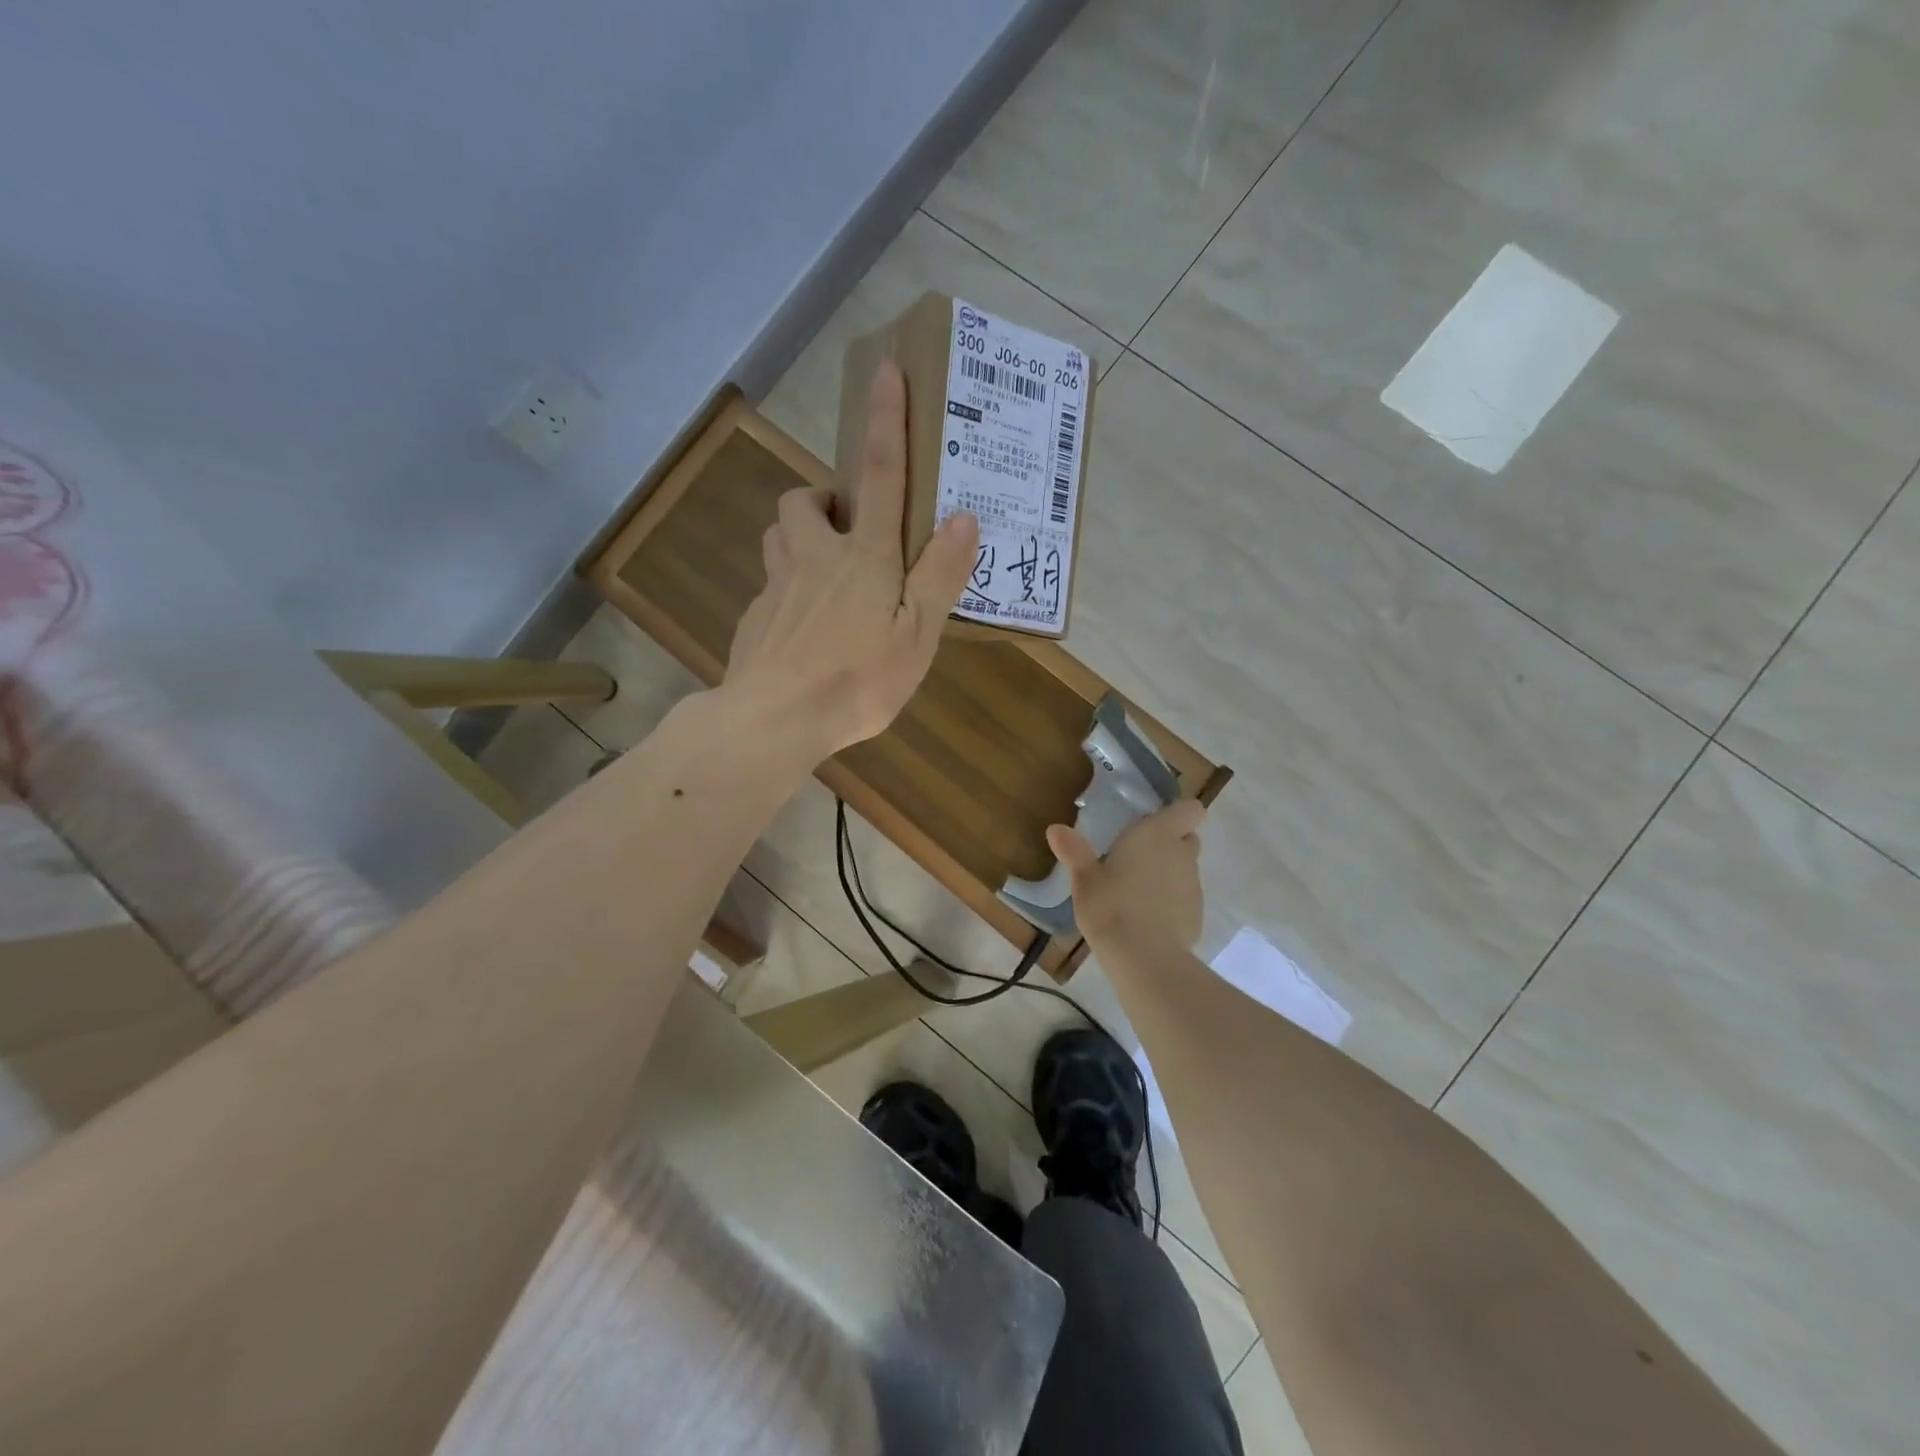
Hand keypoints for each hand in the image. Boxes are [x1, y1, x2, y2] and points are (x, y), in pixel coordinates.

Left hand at [725, 360, 978, 758]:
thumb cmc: (857, 680)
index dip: (885, 421)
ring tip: (824, 568)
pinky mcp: (754, 619)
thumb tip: (964, 518)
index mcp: (863, 557)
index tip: (885, 371)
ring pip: (777, 536)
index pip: (880, 476)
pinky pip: (770, 587)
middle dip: (823, 499)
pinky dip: (787, 590)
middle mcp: (813, 558)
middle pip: (803, 501)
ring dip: (798, 535)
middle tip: (848, 527)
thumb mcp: (916, 635)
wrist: (774, 721)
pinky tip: (803, 628)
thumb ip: (939, 576)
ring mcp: (776, 587)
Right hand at [1047, 799, 1206, 953]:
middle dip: (1171, 844)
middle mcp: (1181, 854)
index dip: (1177, 815)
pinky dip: (1172, 903)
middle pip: (1188, 838)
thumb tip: (1055, 829)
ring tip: (1137, 892)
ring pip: (1186, 870)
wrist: (1144, 957)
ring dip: (1169, 875)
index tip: (1155, 823)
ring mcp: (1194, 886)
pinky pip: (1185, 899)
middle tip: (1138, 857)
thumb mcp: (1084, 879)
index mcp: (1157, 834)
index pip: (1189, 809)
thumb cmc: (1110, 906)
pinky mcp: (1197, 915)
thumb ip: (1073, 851)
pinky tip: (1147, 920)